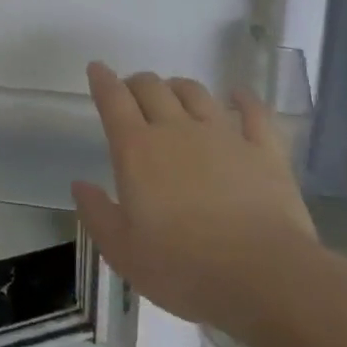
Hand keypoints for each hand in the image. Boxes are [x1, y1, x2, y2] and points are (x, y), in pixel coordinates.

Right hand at [71, 65, 324, 337]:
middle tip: (132, 93)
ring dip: (178, 87)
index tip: (97, 68)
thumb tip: (80, 185)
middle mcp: (176, 130)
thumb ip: (97, 213)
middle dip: (137, 83)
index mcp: (136, 149)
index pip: (113, 100)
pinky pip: (254, 112)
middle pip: (151, 87)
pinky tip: (238, 95)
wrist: (266, 279)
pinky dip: (243, 99)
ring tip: (174, 94)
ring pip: (195, 93)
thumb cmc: (184, 267)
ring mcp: (223, 136)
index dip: (102, 80)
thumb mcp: (123, 251)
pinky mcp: (265, 152)